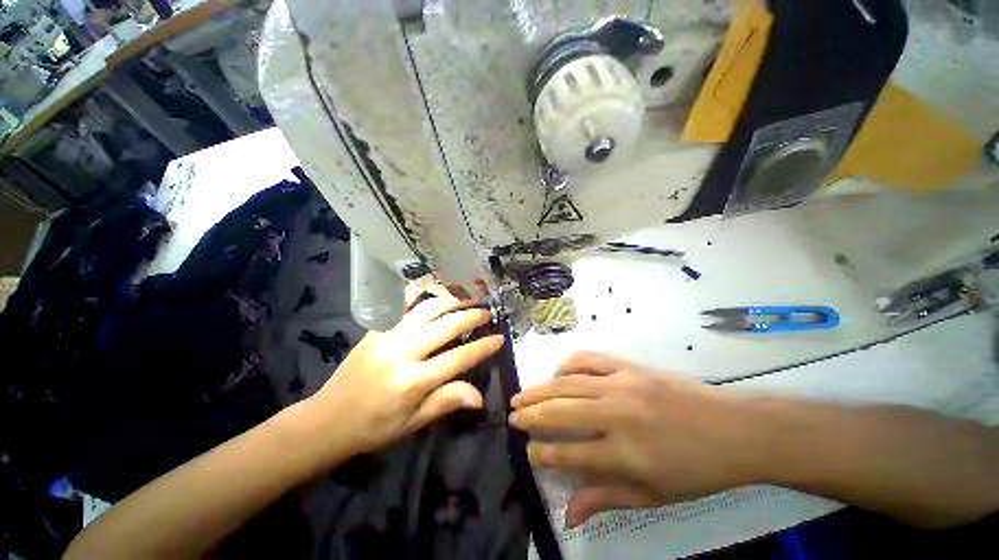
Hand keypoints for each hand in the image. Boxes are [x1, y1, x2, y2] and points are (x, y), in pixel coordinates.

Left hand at [303, 293, 503, 461]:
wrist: (325, 420)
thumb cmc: (373, 428)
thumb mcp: (412, 424)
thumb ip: (446, 402)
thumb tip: (480, 396)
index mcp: (413, 382)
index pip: (458, 358)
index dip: (482, 347)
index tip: (499, 338)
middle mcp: (402, 353)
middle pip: (445, 326)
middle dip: (471, 316)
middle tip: (487, 311)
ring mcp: (386, 336)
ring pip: (426, 309)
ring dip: (451, 300)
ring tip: (467, 298)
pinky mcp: (375, 329)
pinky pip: (402, 305)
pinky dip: (422, 295)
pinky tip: (436, 291)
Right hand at [510, 352, 760, 527]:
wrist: (735, 429)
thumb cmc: (696, 469)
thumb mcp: (654, 495)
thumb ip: (607, 498)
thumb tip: (568, 513)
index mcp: (626, 454)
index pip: (569, 454)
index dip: (543, 454)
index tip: (529, 452)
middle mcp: (617, 415)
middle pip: (560, 412)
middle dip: (530, 416)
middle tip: (512, 418)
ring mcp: (622, 384)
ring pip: (567, 383)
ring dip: (539, 390)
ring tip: (520, 396)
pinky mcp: (629, 365)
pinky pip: (589, 359)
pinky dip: (567, 364)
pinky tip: (557, 373)